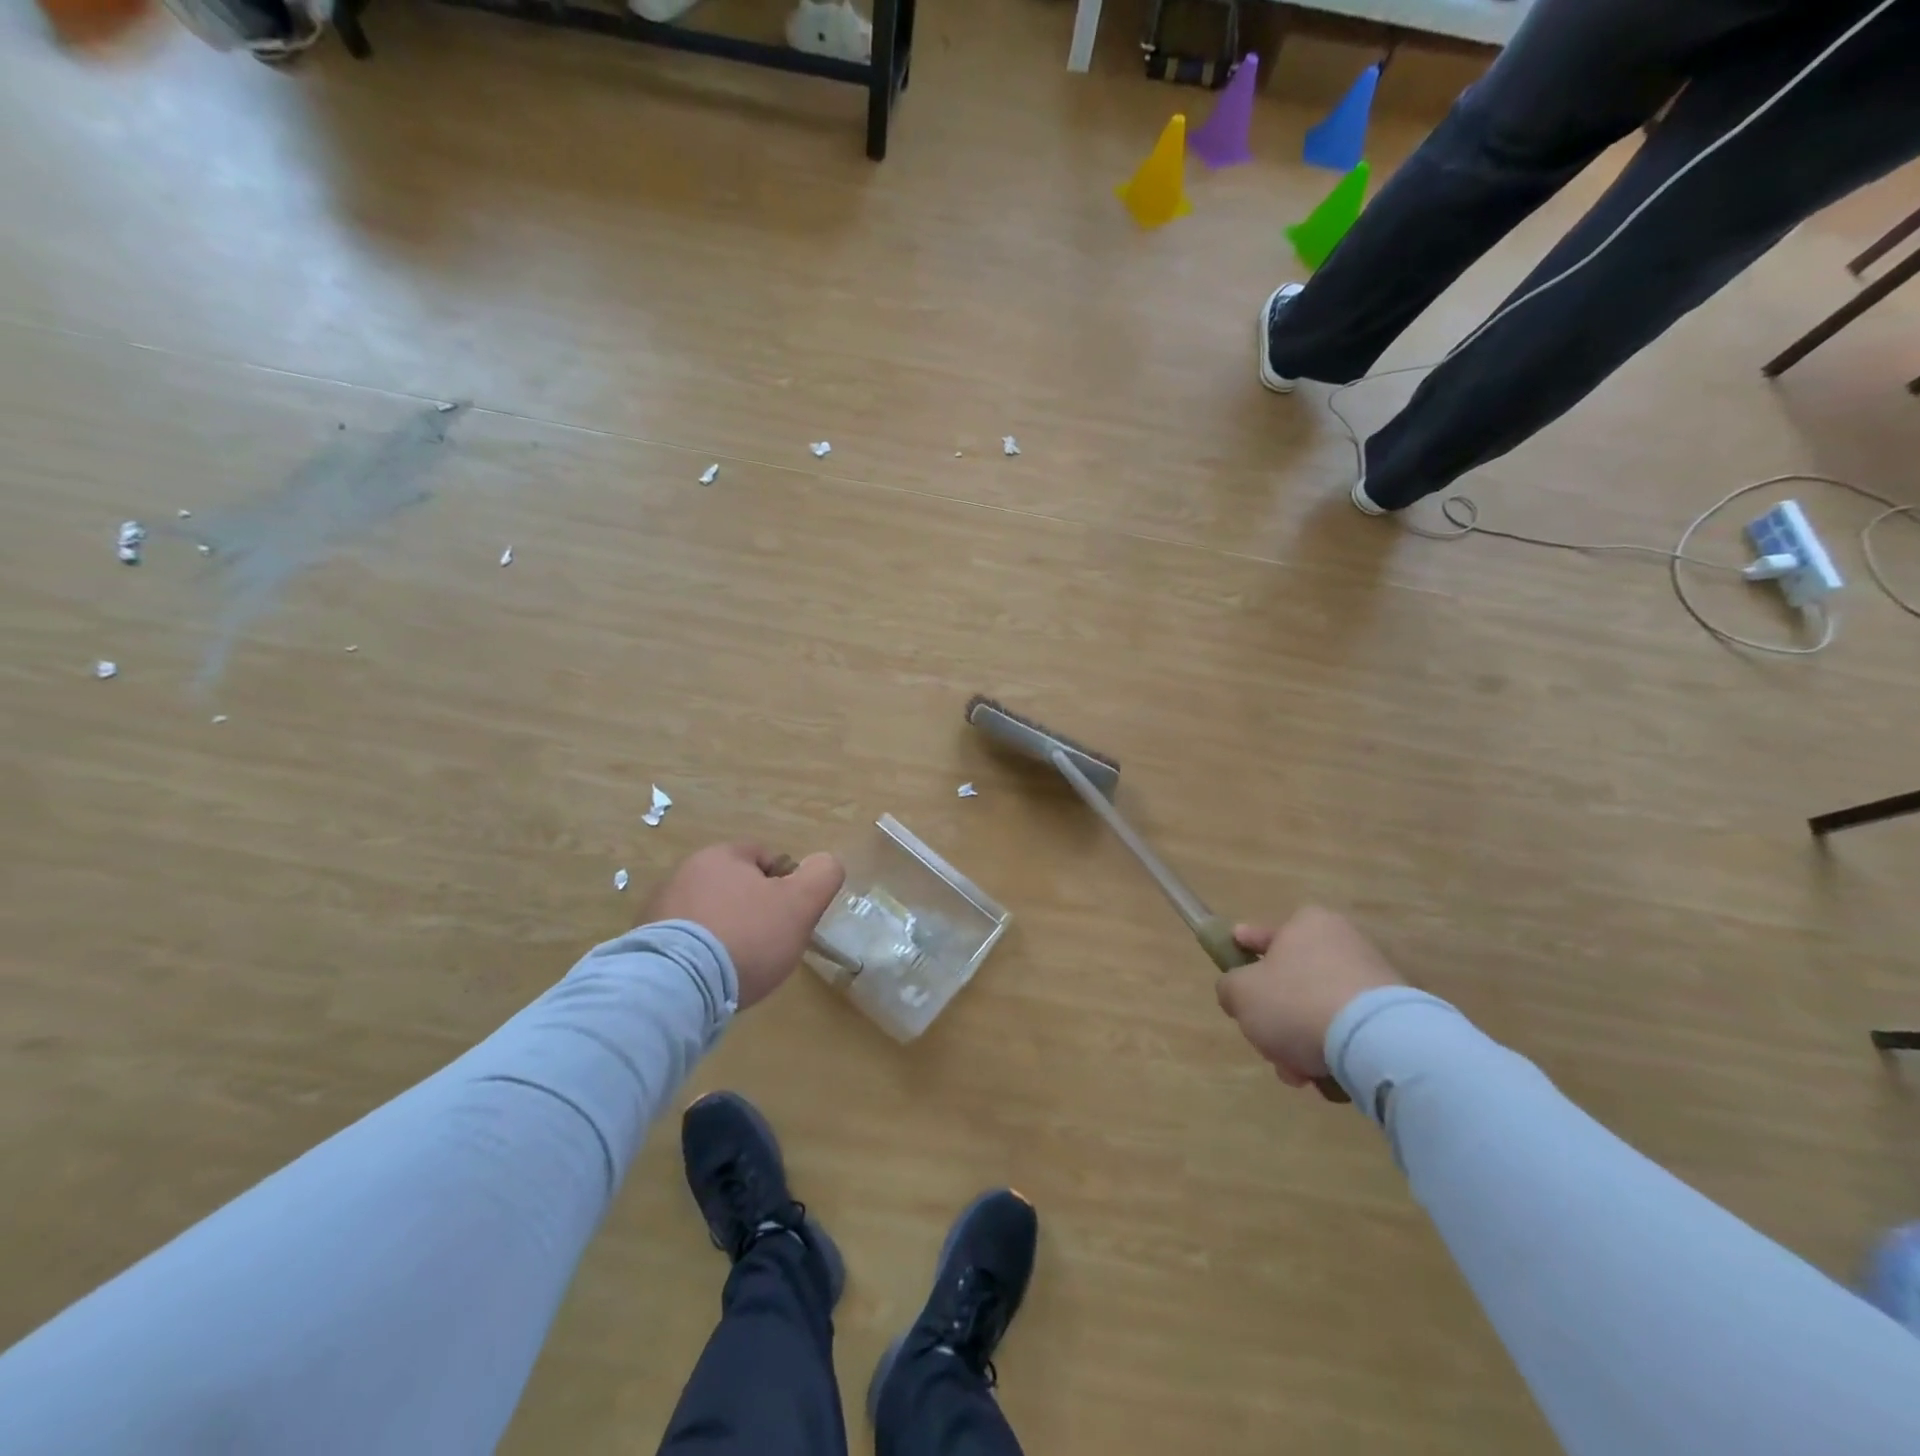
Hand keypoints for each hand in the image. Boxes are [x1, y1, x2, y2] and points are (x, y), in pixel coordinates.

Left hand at [647, 843, 845, 1009]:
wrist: (676, 988)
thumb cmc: (746, 937)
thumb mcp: (801, 903)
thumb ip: (822, 875)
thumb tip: (825, 863)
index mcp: (721, 856)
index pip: (764, 857)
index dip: (785, 883)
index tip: (791, 916)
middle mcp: (684, 874)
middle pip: (734, 886)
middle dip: (753, 909)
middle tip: (769, 943)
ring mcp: (657, 910)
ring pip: (708, 915)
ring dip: (724, 933)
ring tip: (738, 967)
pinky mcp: (642, 946)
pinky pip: (683, 944)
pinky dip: (699, 956)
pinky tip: (710, 979)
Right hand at [1216, 907, 1403, 1087]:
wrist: (1379, 1043)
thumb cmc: (1298, 1002)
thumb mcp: (1241, 993)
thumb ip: (1229, 988)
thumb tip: (1237, 994)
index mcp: (1308, 924)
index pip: (1266, 934)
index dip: (1245, 947)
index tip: (1238, 956)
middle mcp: (1343, 944)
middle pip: (1291, 983)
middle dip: (1275, 1020)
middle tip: (1266, 1044)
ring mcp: (1373, 981)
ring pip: (1317, 1013)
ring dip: (1301, 1045)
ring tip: (1299, 1075)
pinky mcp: (1394, 1018)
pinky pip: (1349, 1034)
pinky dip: (1334, 1055)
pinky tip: (1327, 1079)